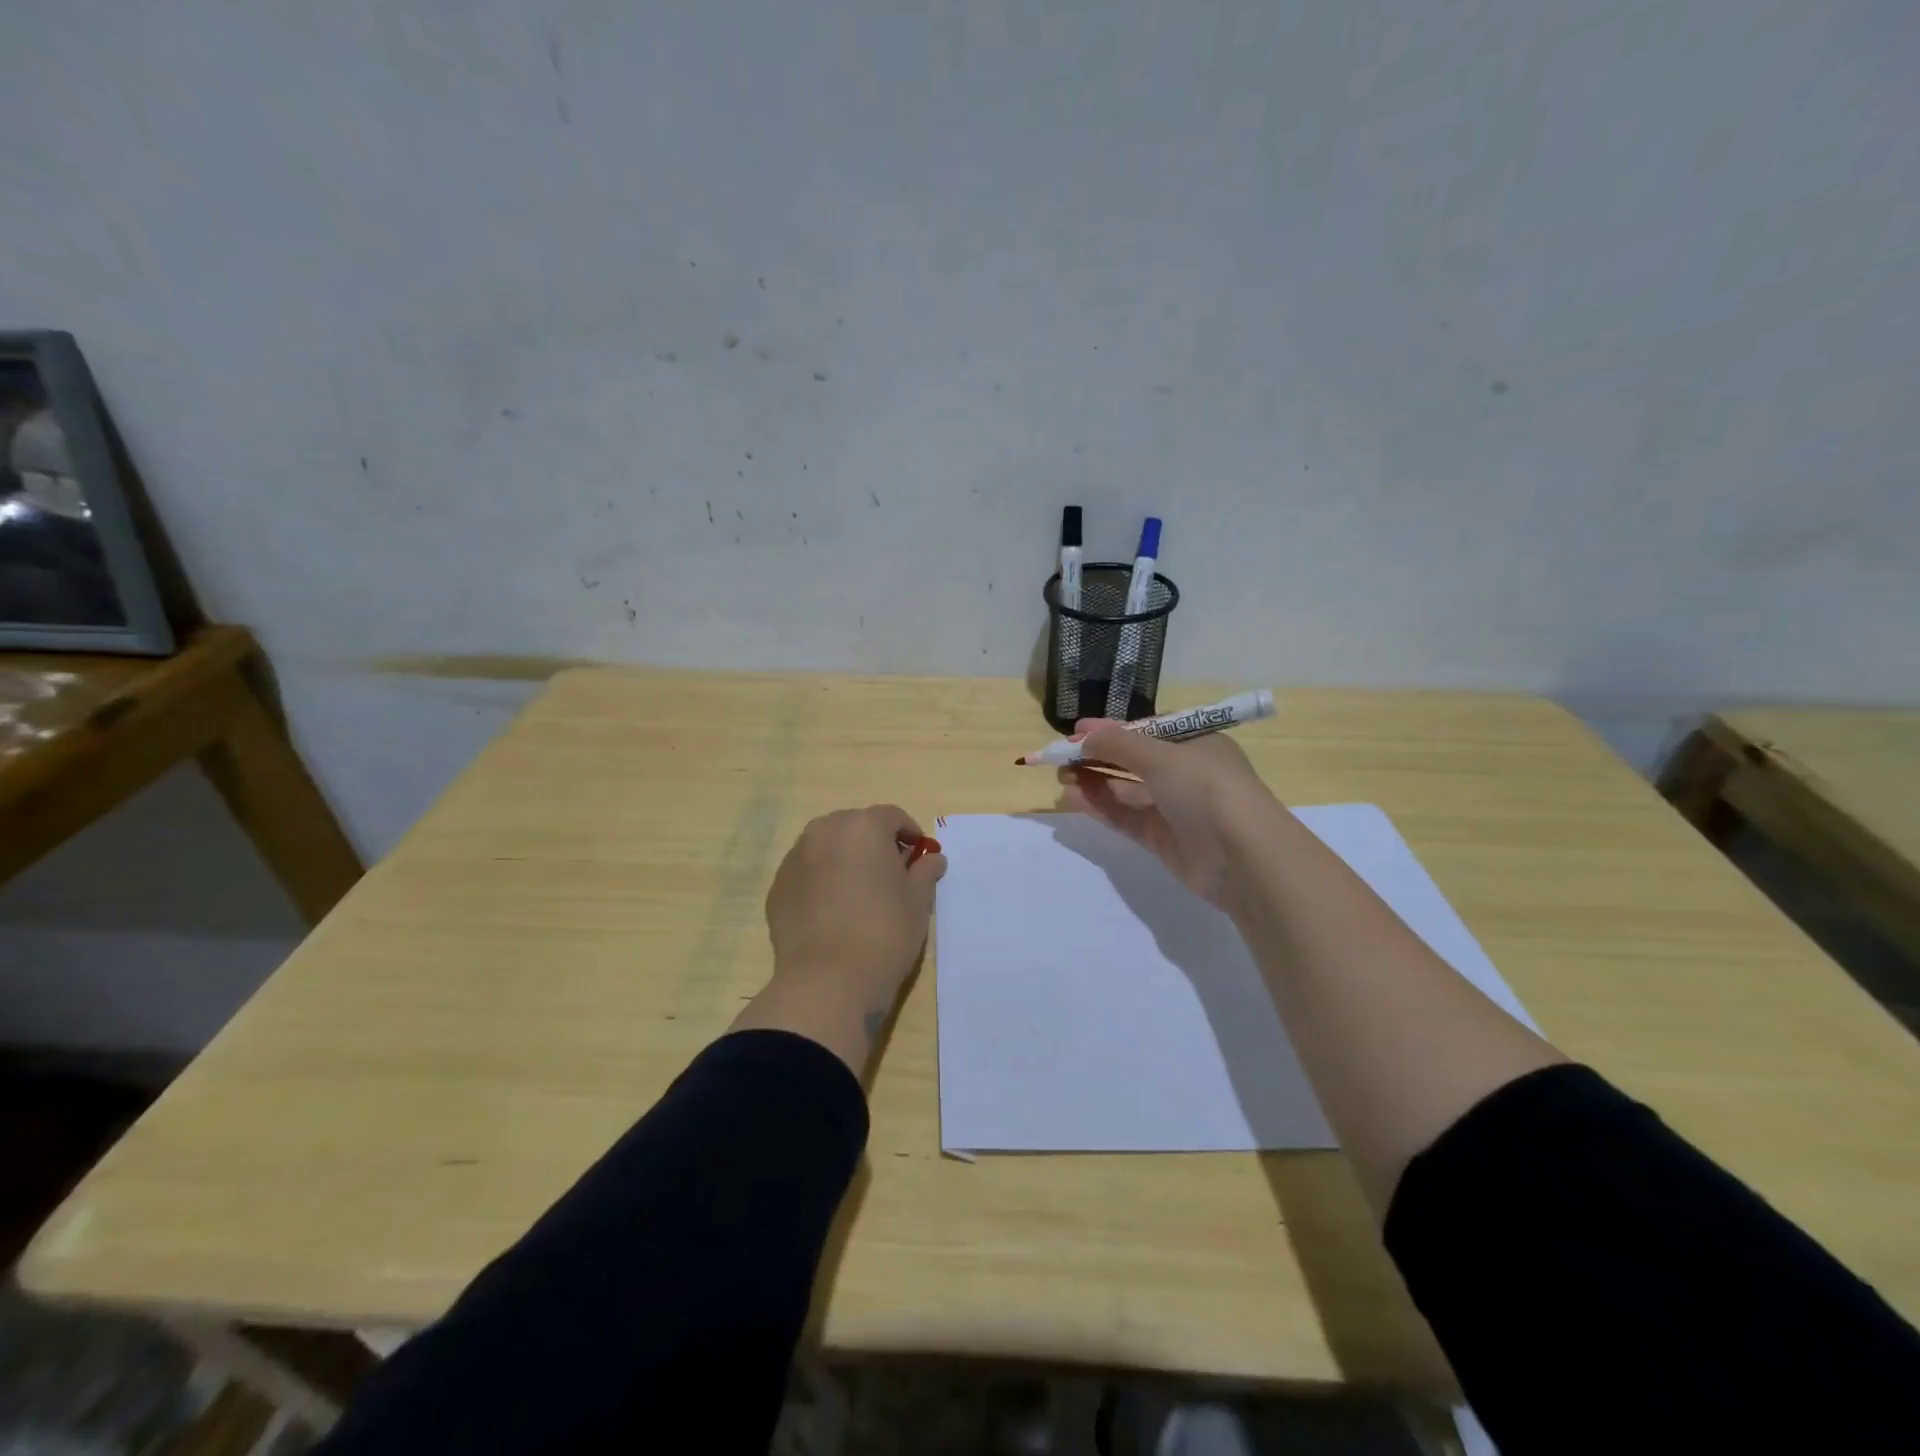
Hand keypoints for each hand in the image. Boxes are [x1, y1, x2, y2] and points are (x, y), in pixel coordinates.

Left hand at [764, 805, 946, 1003]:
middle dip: (873, 844)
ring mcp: (795, 858)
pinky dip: (820, 882)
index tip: (918, 858)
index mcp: (863, 826)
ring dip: (844, 860)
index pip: (892, 817)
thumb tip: (932, 859)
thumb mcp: (917, 902)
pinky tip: (831, 913)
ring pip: (827, 848)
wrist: (828, 980)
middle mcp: (824, 831)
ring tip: (857, 895)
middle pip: (855, 827)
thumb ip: (925, 872)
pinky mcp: (777, 887)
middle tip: (889, 876)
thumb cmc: (884, 932)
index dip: (910, 835)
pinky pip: (807, 873)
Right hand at [1057, 720, 1278, 908]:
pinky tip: (1073, 798)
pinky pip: (1126, 817)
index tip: (1075, 731)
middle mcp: (1186, 772)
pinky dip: (1101, 806)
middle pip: (1133, 760)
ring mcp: (1175, 807)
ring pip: (1126, 789)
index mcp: (1195, 742)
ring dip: (1094, 780)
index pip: (1146, 730)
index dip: (1111, 730)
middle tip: (1060, 757)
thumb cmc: (1207, 789)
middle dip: (1097, 756)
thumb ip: (1118, 745)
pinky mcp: (1164, 839)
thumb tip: (1083, 736)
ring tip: (1061, 778)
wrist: (1245, 858)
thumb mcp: (1161, 756)